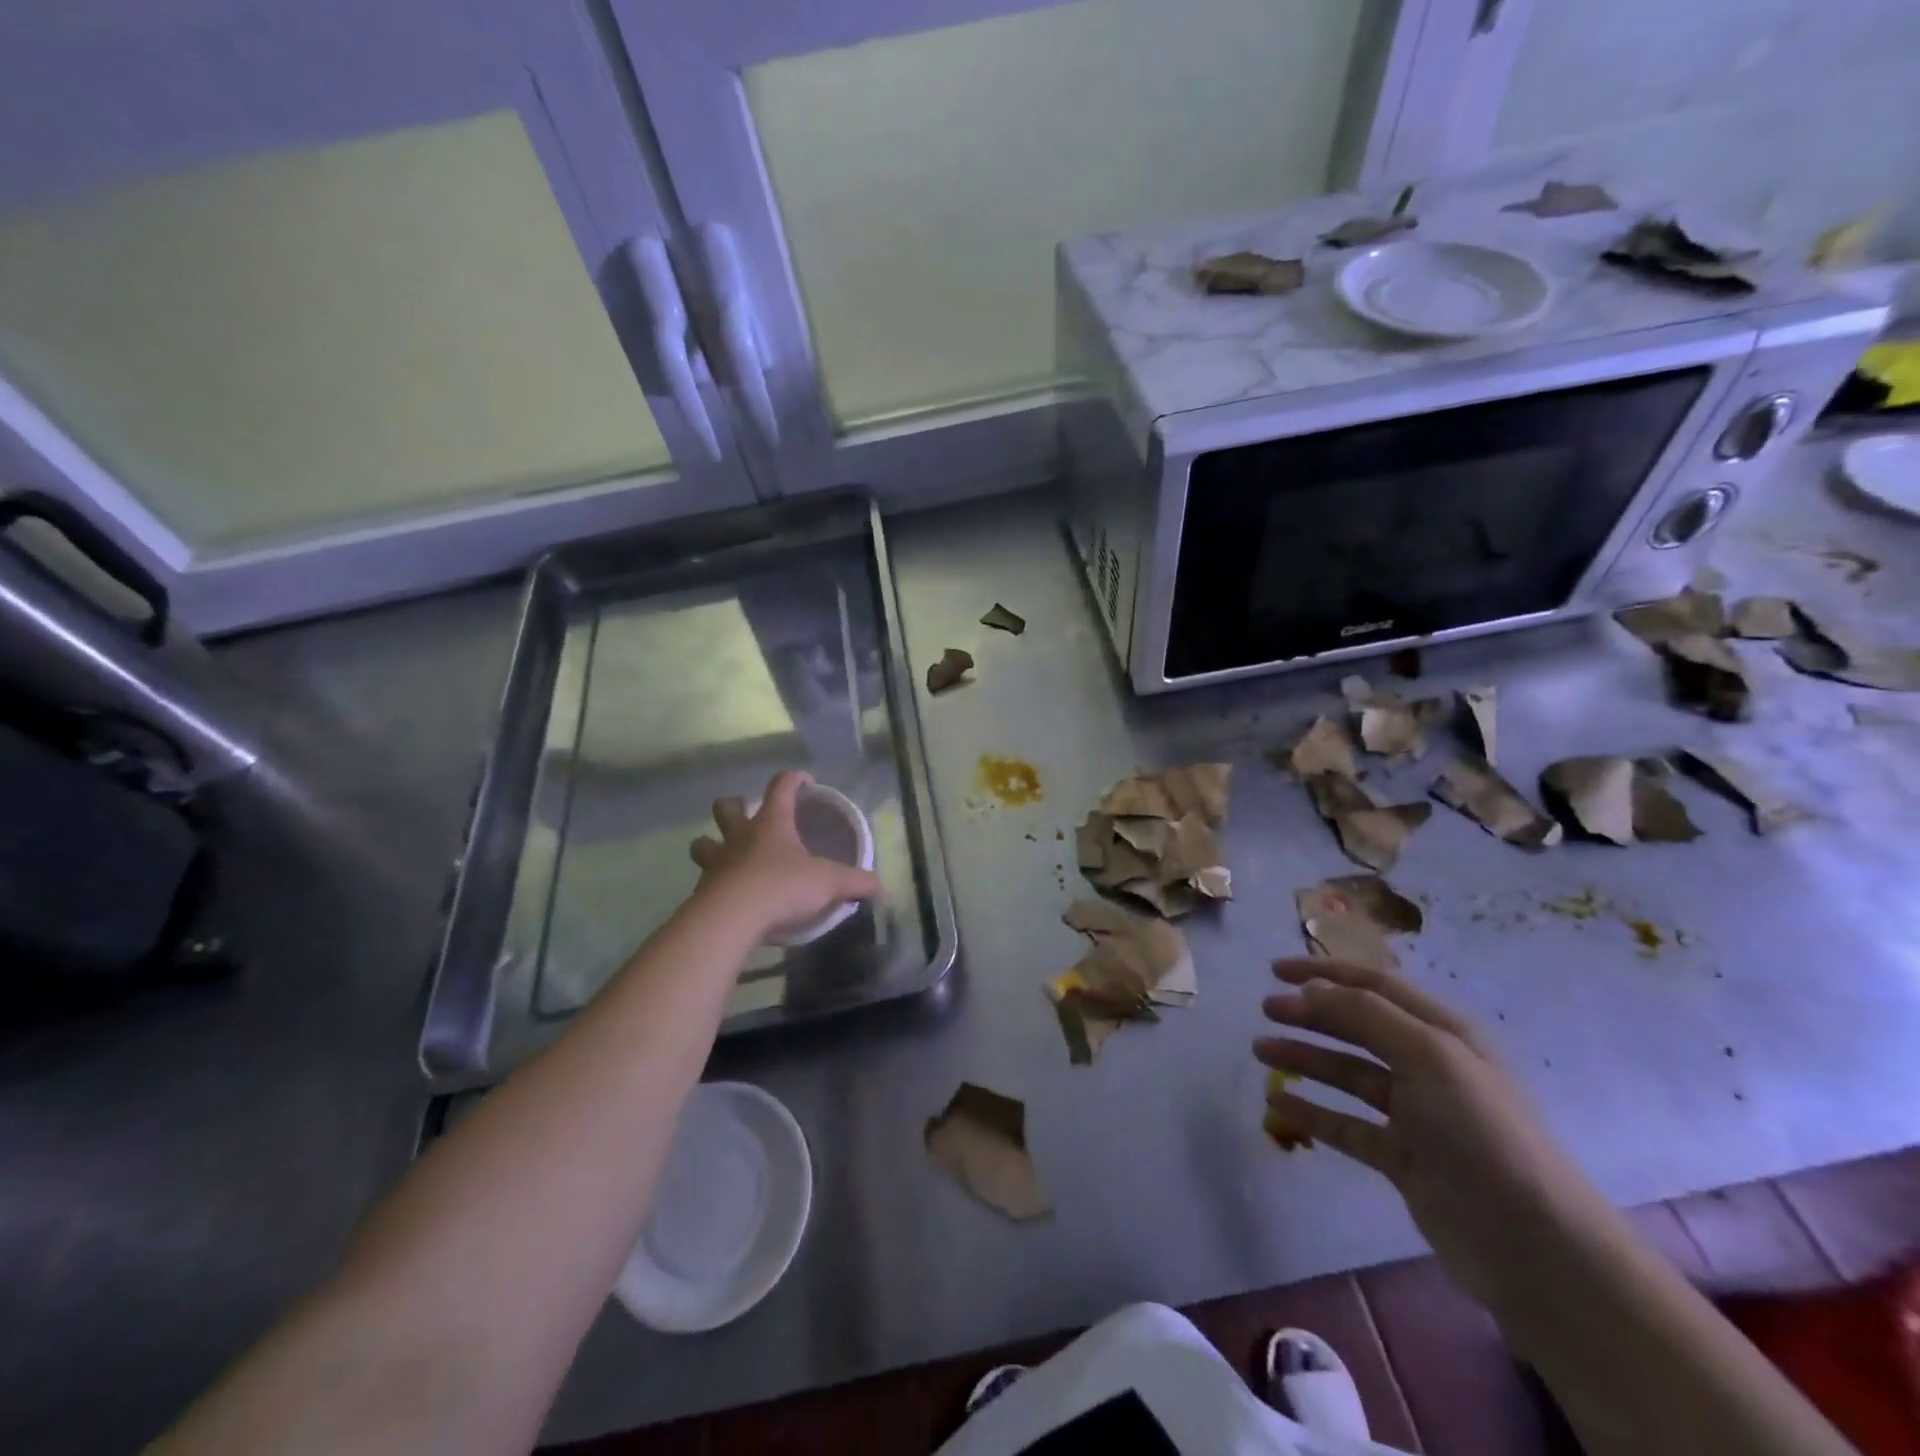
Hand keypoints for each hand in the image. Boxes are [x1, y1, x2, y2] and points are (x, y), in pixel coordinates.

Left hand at [689, 771, 881, 941]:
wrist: (730, 919)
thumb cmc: (782, 887)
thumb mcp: (829, 883)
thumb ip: (856, 882)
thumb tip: (881, 886)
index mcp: (771, 823)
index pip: (781, 786)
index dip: (794, 779)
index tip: (806, 783)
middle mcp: (740, 836)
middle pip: (727, 807)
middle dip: (735, 806)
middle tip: (749, 817)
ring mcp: (717, 862)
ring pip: (702, 843)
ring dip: (711, 844)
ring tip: (726, 855)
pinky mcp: (702, 891)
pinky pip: (704, 880)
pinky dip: (713, 884)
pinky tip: (727, 896)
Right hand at [1255, 958, 1611, 1310]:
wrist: (1533, 1246)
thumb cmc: (1482, 1132)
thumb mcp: (1428, 1055)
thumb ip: (1366, 1015)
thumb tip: (1313, 989)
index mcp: (1443, 1033)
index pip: (1374, 986)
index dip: (1324, 973)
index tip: (1274, 971)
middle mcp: (1429, 1066)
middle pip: (1357, 1027)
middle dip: (1310, 1014)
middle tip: (1265, 1011)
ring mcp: (1415, 1115)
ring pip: (1347, 1074)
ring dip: (1304, 1059)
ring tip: (1260, 1052)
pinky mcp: (1402, 1159)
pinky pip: (1346, 1125)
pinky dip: (1312, 1112)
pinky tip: (1278, 1104)